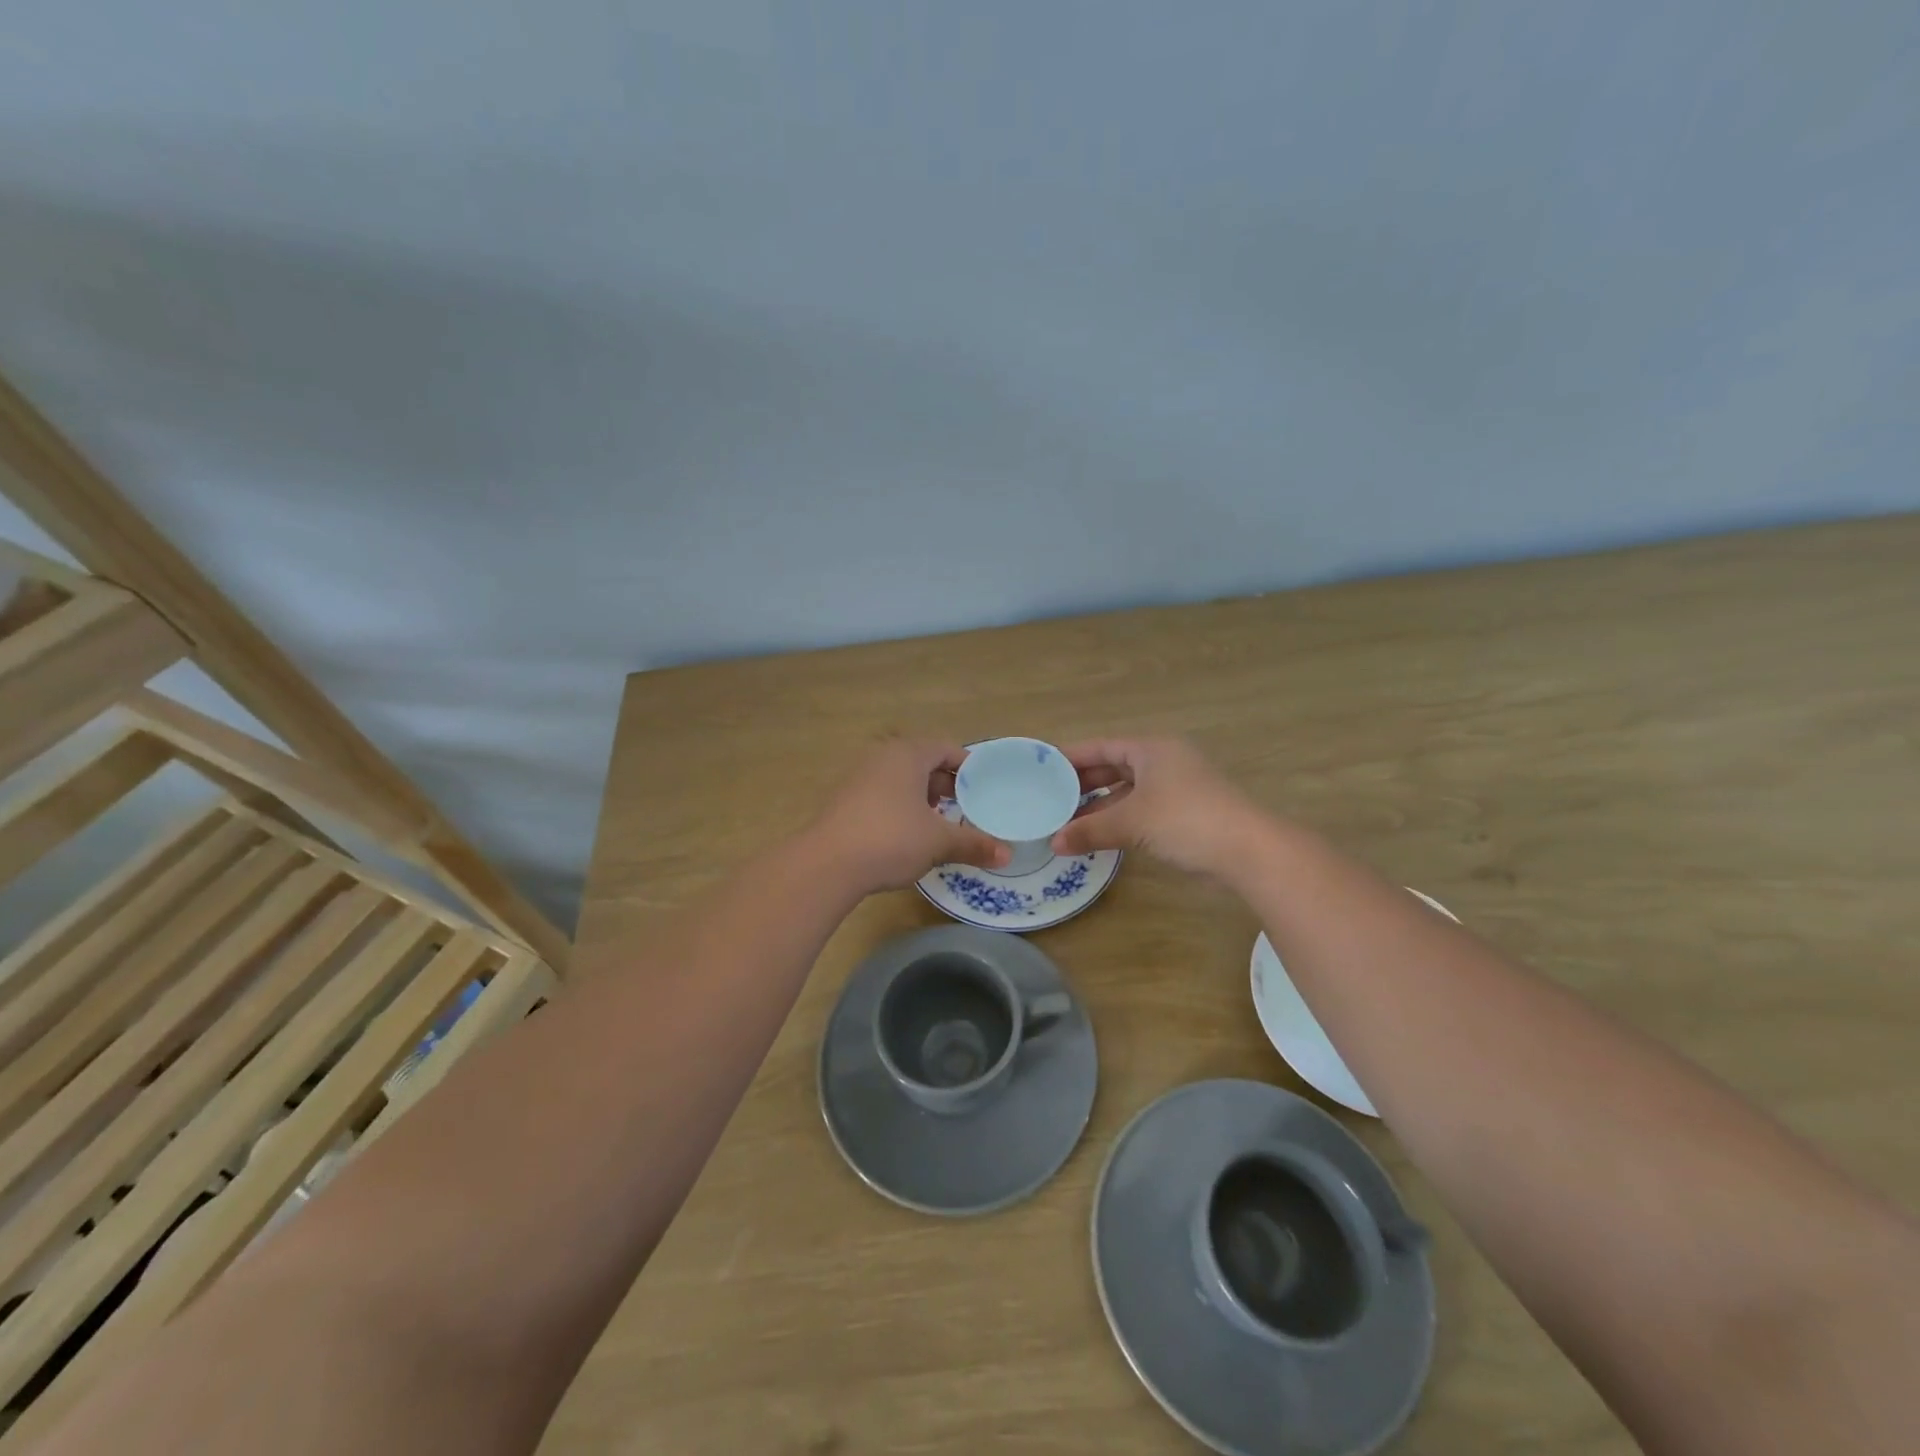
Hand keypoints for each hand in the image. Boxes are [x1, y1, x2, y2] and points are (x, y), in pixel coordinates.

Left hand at [808, 739, 1010, 891]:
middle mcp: (882, 757)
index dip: (969, 767)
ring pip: (901, 779)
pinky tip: (908, 834)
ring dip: (923, 796)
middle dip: (946, 783)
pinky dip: (901, 806)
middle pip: (923, 761)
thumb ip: (974, 844)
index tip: (985, 787)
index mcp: (908, 754)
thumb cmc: (891, 839)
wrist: (827, 864)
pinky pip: (883, 794)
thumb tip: (1007, 855)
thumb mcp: (938, 842)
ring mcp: (859, 777)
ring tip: (940, 822)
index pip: (946, 748)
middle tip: (967, 807)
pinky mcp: (845, 800)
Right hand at [1049, 737, 1257, 874]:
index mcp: (1151, 749)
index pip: (1101, 746)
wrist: (1248, 851)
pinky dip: (1120, 818)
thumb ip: (1090, 830)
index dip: (1071, 757)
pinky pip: (1142, 809)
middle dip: (1083, 784)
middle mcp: (1164, 761)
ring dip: (1101, 805)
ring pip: (1128, 790)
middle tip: (1051, 798)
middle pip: (1114, 767)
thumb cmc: (1185, 820)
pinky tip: (1100, 834)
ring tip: (1068, 820)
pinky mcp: (1185, 813)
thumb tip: (1054, 843)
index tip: (1042, 769)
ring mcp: (1177, 787)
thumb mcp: (1131, 822)